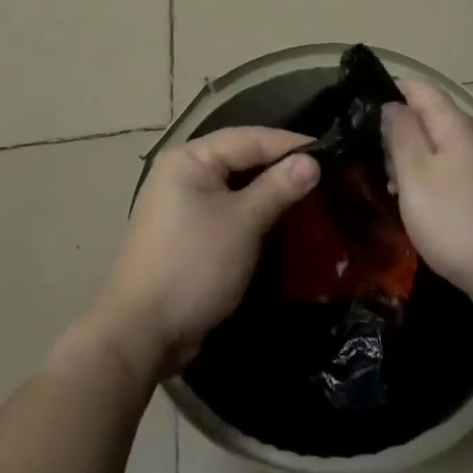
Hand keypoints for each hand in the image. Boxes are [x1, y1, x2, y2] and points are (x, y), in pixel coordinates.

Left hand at [73, 128, 319, 381]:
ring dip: (270, 192)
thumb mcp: (242, 223)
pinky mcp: (189, 234)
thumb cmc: (193, 266)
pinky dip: (254, 213)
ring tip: (312, 195)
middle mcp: (183, 173)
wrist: (141, 334)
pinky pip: (229, 211)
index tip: (331, 150)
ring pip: (237, 187)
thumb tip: (312, 160)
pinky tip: (282, 221)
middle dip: (281, 166)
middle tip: (326, 173)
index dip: (290, 143)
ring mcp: (183, 204)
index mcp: (190, 159)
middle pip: (242, 159)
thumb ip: (278, 187)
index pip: (249, 138)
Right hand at [381, 80, 472, 309]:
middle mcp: (470, 138)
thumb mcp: (416, 173)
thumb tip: (391, 104)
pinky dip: (425, 184)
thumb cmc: (457, 218)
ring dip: (408, 162)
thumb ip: (401, 134)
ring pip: (435, 150)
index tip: (359, 111)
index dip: (389, 90)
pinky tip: (412, 208)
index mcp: (453, 124)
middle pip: (426, 118)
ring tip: (383, 185)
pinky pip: (446, 176)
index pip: (419, 88)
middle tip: (364, 156)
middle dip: (395, 132)